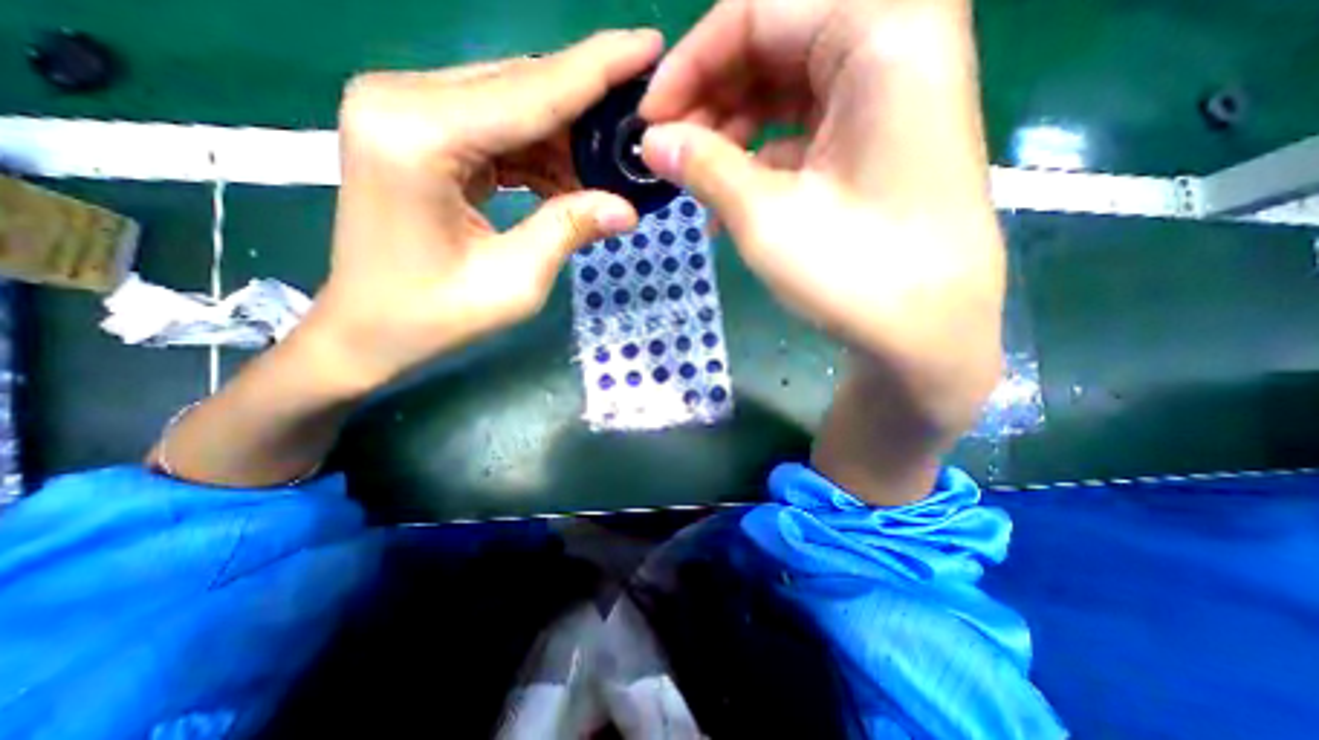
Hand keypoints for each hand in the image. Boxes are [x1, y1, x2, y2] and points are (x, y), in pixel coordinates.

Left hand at [304, 32, 664, 392]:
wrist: (368, 330)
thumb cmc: (435, 317)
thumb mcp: (515, 281)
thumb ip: (569, 230)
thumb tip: (627, 208)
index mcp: (420, 135)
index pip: (531, 90)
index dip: (598, 67)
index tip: (651, 43)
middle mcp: (403, 100)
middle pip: (522, 86)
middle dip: (588, 103)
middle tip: (642, 120)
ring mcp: (405, 112)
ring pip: (513, 105)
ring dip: (566, 136)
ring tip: (612, 165)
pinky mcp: (417, 133)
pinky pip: (497, 129)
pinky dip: (539, 153)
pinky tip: (571, 180)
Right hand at [638, 0, 1001, 437]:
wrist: (926, 334)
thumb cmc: (854, 272)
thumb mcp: (765, 216)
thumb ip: (703, 165)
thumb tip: (651, 141)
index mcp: (882, 32)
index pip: (759, 11)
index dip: (690, 64)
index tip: (649, 119)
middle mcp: (895, 45)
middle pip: (774, 45)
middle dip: (710, 99)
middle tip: (668, 153)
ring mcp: (889, 98)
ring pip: (786, 90)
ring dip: (731, 132)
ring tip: (694, 181)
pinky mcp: (877, 144)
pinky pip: (803, 130)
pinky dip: (760, 159)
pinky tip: (728, 199)